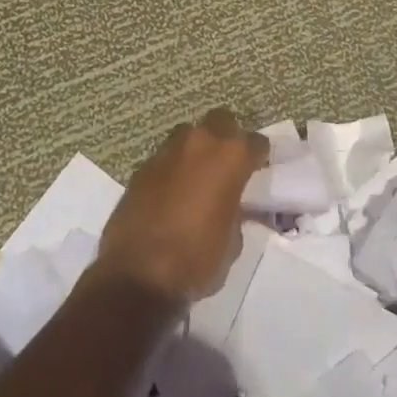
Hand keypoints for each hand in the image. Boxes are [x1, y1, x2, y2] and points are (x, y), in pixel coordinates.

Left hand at [96, 109, 268, 303]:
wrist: (138, 276)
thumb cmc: (197, 260)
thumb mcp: (233, 241)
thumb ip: (235, 212)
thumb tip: (229, 207)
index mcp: (230, 157)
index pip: (255, 141)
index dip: (259, 155)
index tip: (258, 168)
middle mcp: (199, 144)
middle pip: (220, 120)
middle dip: (227, 136)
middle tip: (228, 163)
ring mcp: (166, 153)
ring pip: (188, 135)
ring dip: (196, 150)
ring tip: (197, 176)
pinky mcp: (140, 169)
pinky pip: (165, 159)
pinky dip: (172, 169)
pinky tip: (171, 193)